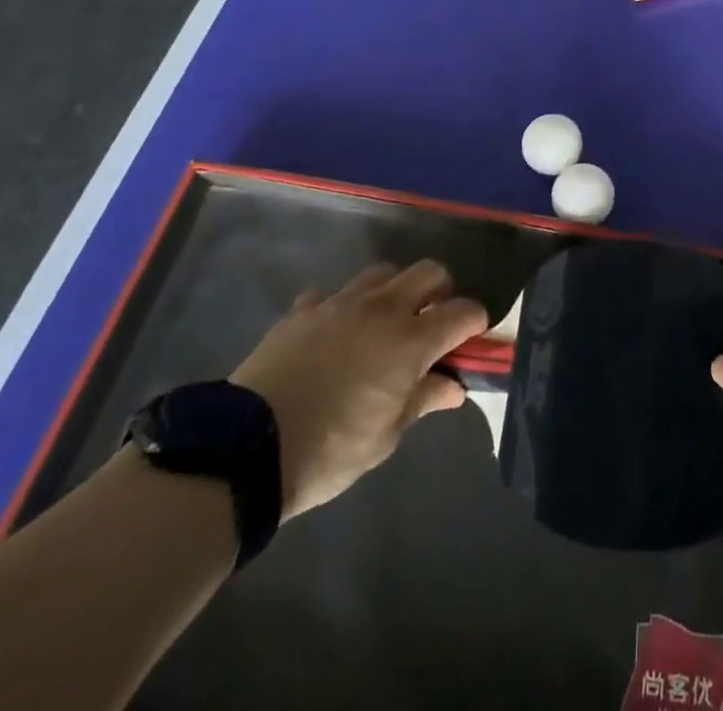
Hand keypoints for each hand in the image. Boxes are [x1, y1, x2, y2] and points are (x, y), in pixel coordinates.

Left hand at [229, 260, 486, 519]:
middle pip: (430, 272)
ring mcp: (341, 302)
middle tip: (430, 327)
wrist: (248, 450)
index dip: (475, 324)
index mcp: (412, 340)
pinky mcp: (304, 308)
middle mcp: (383, 308)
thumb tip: (454, 386)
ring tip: (383, 325)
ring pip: (384, 273)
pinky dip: (343, 306)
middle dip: (440, 294)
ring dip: (394, 292)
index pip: (464, 311)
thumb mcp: (386, 436)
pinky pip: (332, 292)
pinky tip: (334, 333)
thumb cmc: (331, 450)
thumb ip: (424, 400)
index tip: (469, 343)